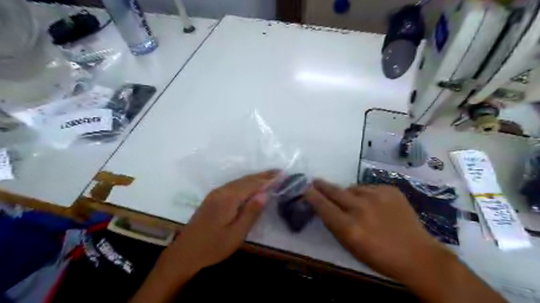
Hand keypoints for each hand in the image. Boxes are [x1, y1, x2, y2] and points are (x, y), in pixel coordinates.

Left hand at [168, 171, 277, 272]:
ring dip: (255, 178)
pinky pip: (233, 185)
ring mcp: (216, 193)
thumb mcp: (236, 234)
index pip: (253, 184)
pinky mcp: (213, 198)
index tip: (282, 174)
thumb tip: (264, 193)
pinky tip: (251, 185)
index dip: (268, 179)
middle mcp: (222, 191)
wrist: (184, 253)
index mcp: (229, 198)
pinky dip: (246, 182)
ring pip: (239, 181)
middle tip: (278, 172)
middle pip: (246, 179)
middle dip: (263, 175)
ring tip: (269, 176)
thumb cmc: (213, 247)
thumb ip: (251, 212)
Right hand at [304, 179, 451, 282]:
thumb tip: (324, 207)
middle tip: (315, 181)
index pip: (323, 206)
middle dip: (322, 186)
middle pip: (334, 191)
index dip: (312, 196)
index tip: (305, 189)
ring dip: (348, 194)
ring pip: (352, 188)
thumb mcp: (351, 247)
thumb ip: (335, 226)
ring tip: (356, 204)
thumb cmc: (380, 257)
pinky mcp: (389, 190)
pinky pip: (368, 188)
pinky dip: (366, 194)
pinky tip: (374, 205)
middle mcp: (360, 208)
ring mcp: (377, 196)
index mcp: (349, 227)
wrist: (418, 255)